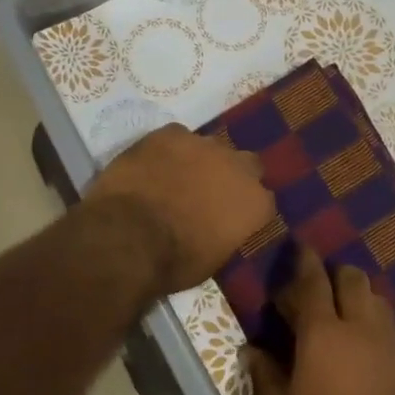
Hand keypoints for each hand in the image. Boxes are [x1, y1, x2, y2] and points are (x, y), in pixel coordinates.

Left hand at [85, 124, 273, 296]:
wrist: (130, 236)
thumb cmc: (175, 261)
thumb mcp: (214, 259)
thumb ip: (227, 232)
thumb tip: (219, 226)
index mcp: (255, 202)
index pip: (263, 200)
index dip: (246, 207)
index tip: (232, 218)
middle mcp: (238, 166)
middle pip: (245, 163)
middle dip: (231, 175)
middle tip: (208, 192)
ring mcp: (204, 144)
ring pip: (210, 146)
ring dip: (199, 160)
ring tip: (175, 177)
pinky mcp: (170, 133)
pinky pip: (176, 137)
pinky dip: (168, 149)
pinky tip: (153, 164)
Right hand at [247, 247, 394, 394]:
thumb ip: (263, 375)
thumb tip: (252, 350)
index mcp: (323, 333)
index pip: (313, 280)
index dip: (305, 260)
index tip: (300, 246)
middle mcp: (360, 329)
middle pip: (353, 279)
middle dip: (335, 275)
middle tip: (318, 289)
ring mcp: (389, 348)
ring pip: (377, 301)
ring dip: (358, 298)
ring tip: (342, 316)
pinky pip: (390, 331)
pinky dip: (374, 327)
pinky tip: (362, 350)